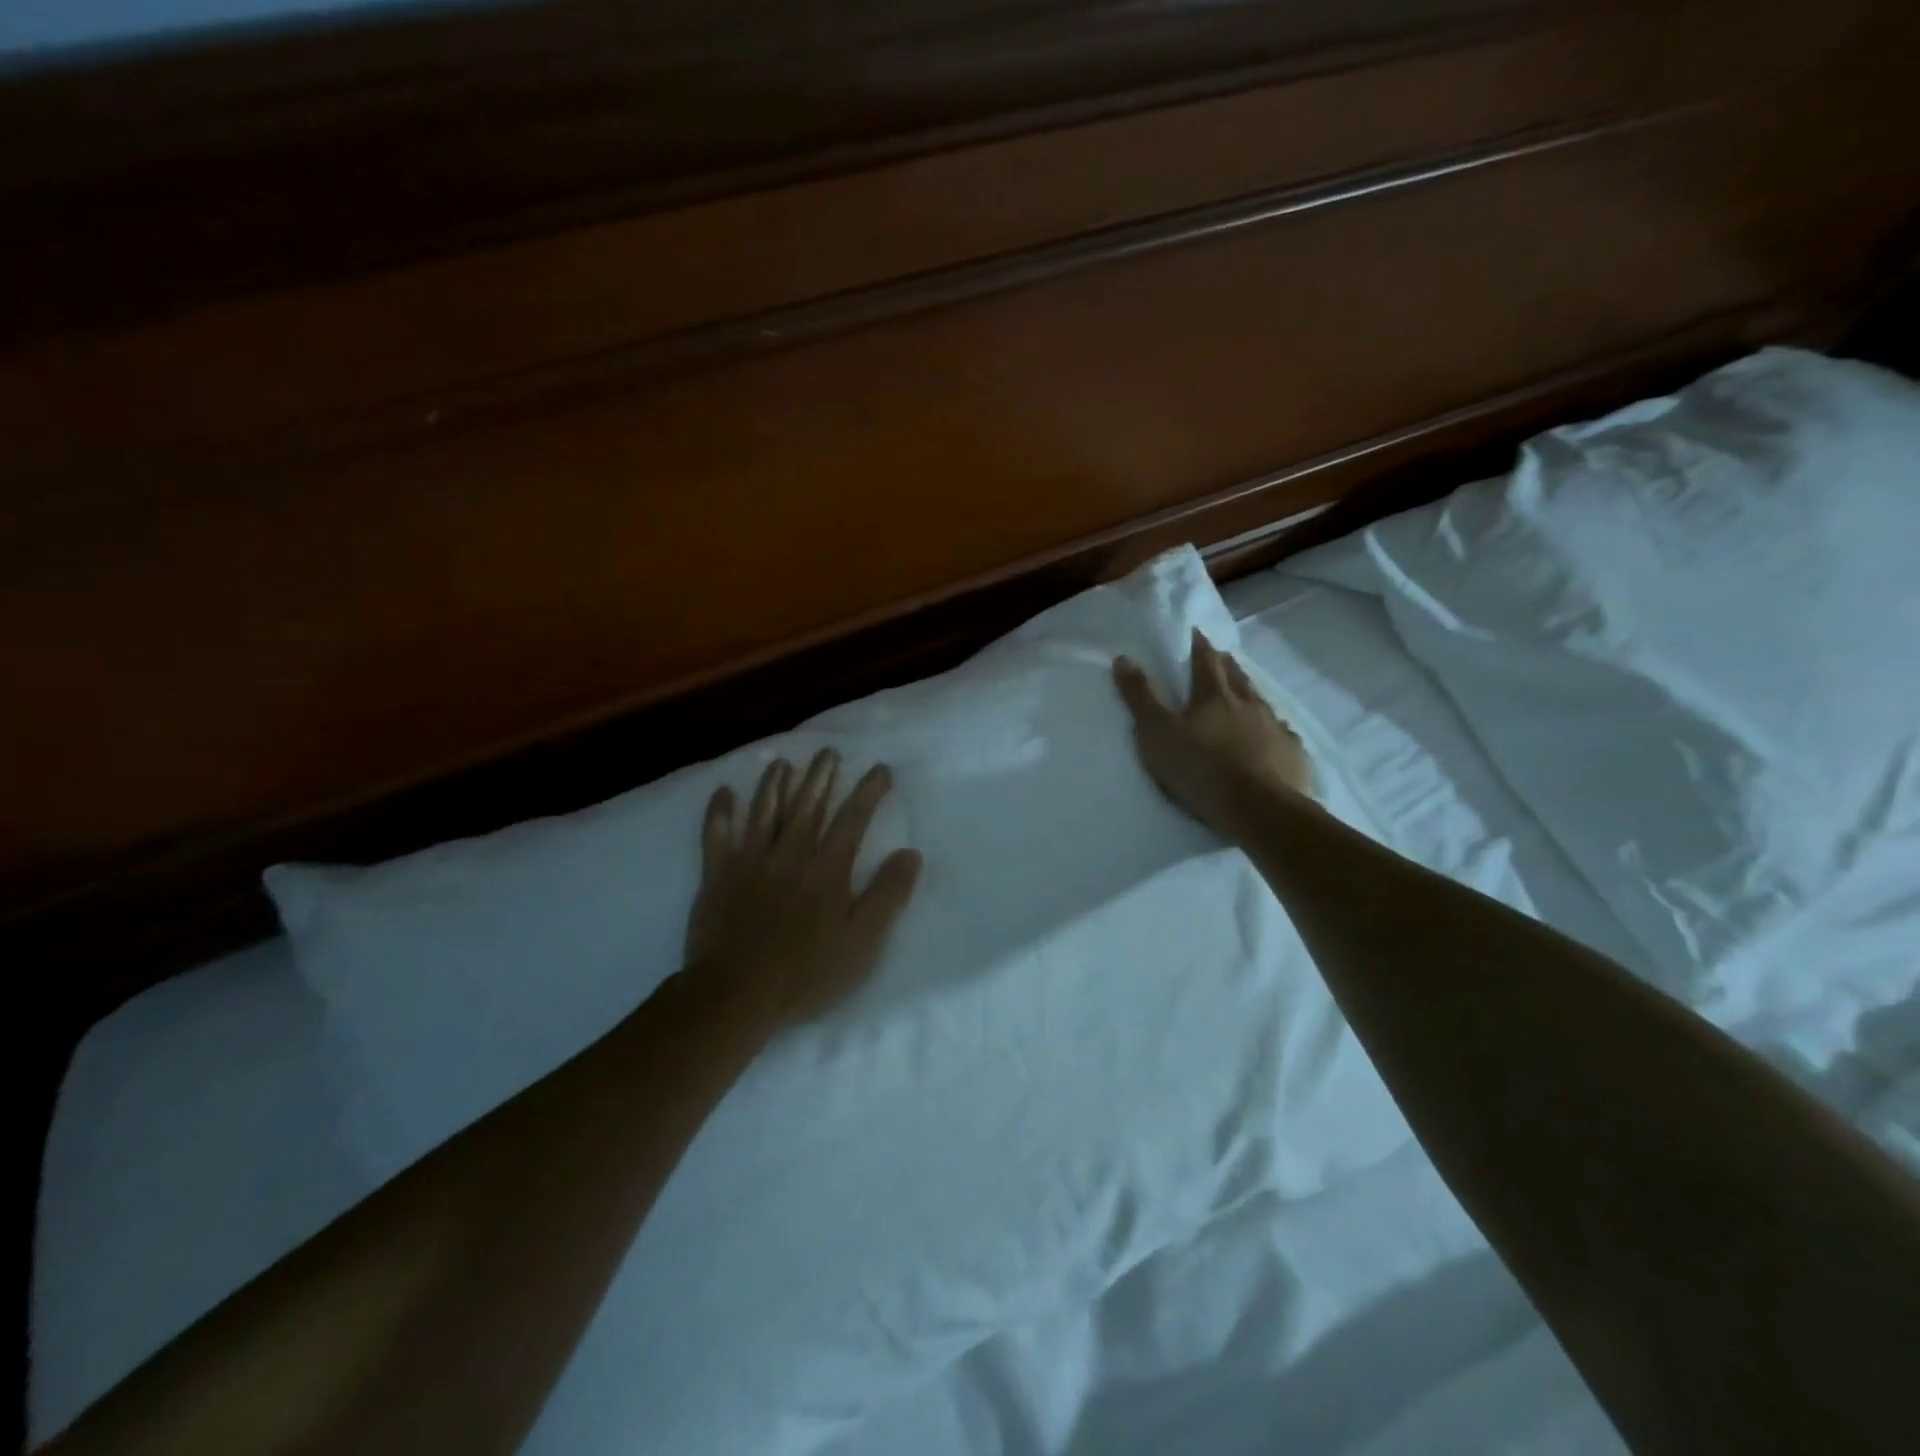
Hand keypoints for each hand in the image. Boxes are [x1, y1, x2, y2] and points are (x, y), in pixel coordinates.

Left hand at [686, 750, 922, 1026]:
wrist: (735, 995)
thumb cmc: (806, 973)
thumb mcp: (862, 942)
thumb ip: (887, 895)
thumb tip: (911, 854)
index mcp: (827, 869)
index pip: (853, 819)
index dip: (868, 791)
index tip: (880, 769)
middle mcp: (789, 854)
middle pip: (807, 806)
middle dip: (820, 776)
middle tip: (828, 751)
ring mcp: (749, 861)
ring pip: (764, 812)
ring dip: (774, 784)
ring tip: (782, 762)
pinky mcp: (716, 876)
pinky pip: (716, 835)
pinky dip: (718, 812)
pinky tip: (722, 792)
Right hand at [1114, 629, 1315, 842]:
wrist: (1259, 810)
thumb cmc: (1201, 770)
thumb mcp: (1157, 734)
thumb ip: (1141, 697)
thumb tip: (1124, 658)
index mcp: (1214, 695)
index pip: (1205, 660)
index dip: (1199, 645)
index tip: (1196, 633)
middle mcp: (1249, 703)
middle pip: (1237, 676)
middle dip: (1226, 665)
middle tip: (1219, 659)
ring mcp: (1275, 728)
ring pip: (1261, 702)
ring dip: (1250, 695)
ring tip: (1244, 695)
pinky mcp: (1292, 754)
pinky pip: (1282, 734)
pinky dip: (1273, 730)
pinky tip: (1272, 737)